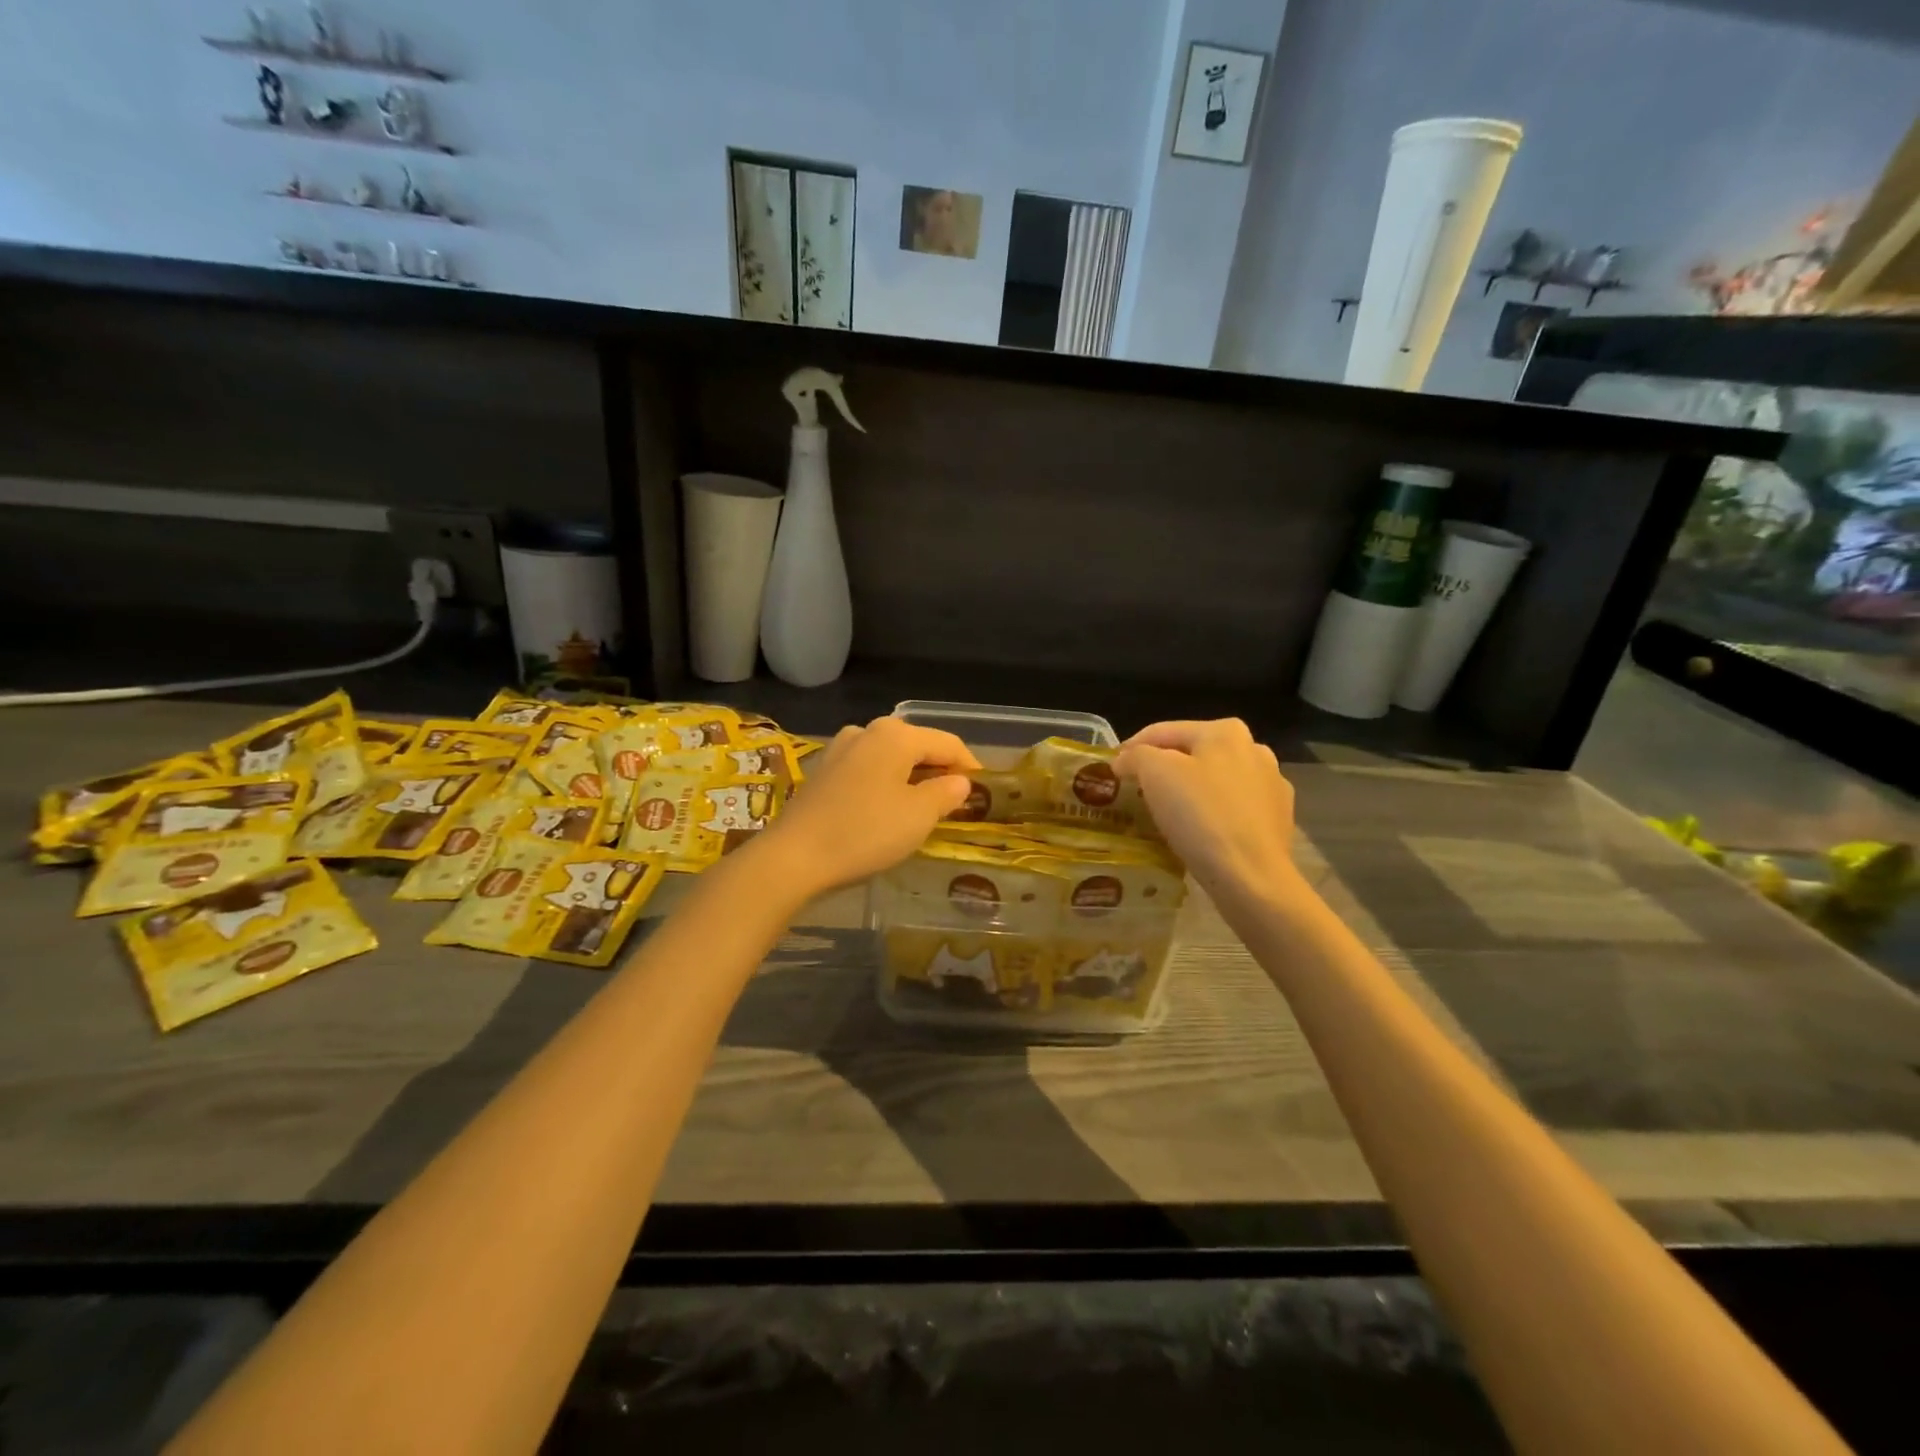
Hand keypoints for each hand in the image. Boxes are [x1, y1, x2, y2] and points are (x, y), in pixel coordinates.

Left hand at [762, 717, 980, 895]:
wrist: (794, 857)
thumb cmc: (865, 832)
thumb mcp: (919, 816)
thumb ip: (946, 793)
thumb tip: (960, 782)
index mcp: (896, 735)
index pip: (948, 744)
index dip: (969, 766)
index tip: (984, 792)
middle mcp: (867, 731)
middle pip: (917, 746)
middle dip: (939, 770)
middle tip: (956, 802)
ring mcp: (840, 750)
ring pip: (890, 758)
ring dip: (910, 777)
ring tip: (923, 807)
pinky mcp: (822, 772)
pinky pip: (867, 771)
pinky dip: (884, 784)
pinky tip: (885, 809)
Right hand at [1116, 719, 1298, 905]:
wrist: (1251, 877)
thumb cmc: (1200, 816)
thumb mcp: (1155, 773)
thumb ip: (1136, 756)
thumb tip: (1126, 760)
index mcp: (1225, 731)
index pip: (1164, 731)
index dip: (1131, 748)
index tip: (1112, 769)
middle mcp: (1254, 750)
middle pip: (1193, 754)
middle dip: (1163, 769)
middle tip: (1136, 791)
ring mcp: (1271, 786)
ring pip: (1214, 781)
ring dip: (1190, 791)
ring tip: (1165, 814)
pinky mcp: (1278, 820)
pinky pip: (1233, 809)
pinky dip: (1212, 814)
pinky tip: (1199, 832)